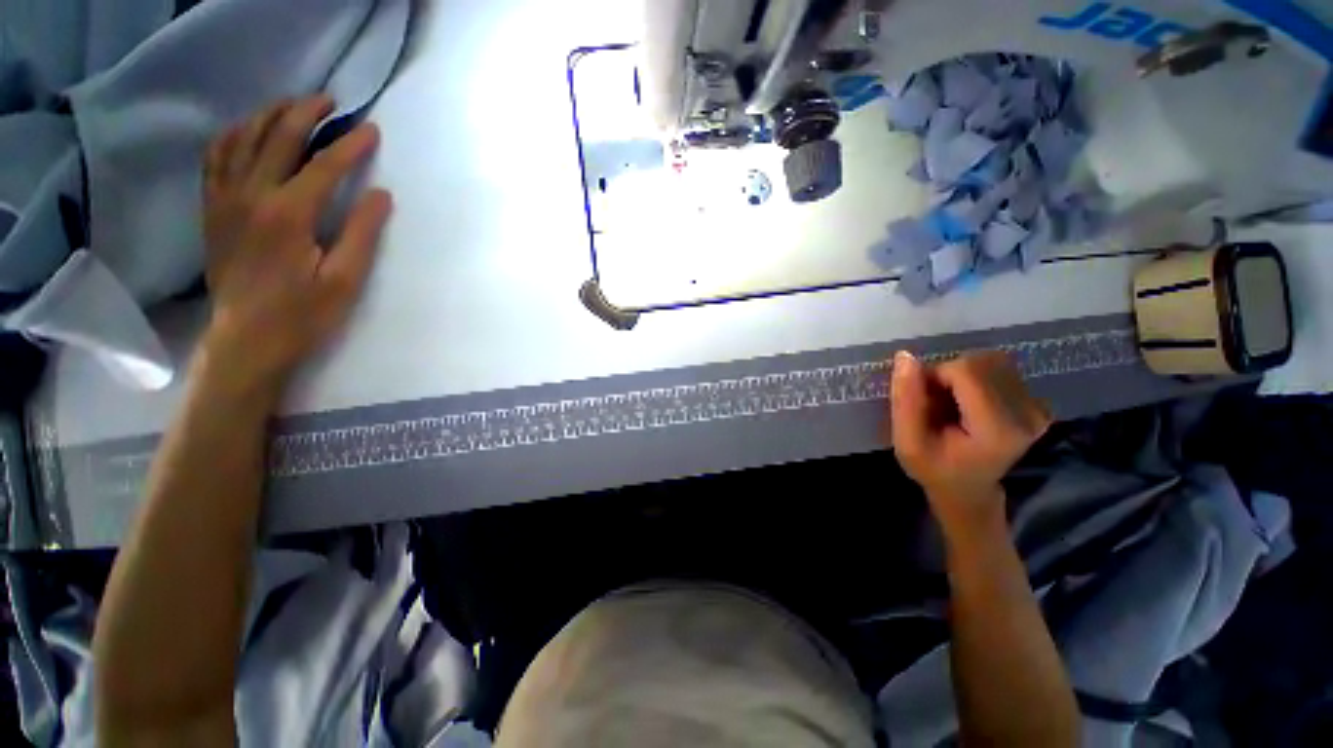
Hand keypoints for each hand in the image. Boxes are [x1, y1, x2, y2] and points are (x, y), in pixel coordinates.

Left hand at [201, 96, 392, 397]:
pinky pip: (215, 157)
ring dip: (269, 115)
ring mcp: (224, 199)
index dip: (351, 145)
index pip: (324, 165)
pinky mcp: (212, 209)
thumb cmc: (304, 314)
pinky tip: (248, 130)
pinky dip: (233, 135)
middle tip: (331, 101)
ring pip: (243, 138)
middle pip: (278, 137)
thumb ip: (363, 233)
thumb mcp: (346, 280)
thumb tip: (380, 194)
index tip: (371, 130)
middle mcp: (250, 195)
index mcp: (288, 215)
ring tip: (293, 106)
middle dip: (306, 113)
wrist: (247, 340)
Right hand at [890, 351, 1051, 531]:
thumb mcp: (907, 442)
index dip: (935, 375)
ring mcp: (1037, 408)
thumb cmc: (934, 469)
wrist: (969, 490)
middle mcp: (1027, 414)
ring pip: (989, 361)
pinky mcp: (1037, 403)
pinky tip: (968, 402)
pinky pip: (1000, 369)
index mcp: (997, 429)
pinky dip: (976, 378)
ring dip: (961, 374)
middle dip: (948, 374)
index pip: (965, 370)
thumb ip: (906, 400)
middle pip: (979, 362)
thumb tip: (905, 356)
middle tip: (935, 403)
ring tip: (951, 403)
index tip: (924, 400)